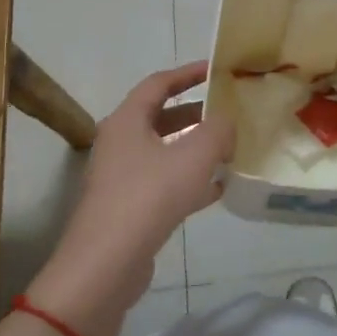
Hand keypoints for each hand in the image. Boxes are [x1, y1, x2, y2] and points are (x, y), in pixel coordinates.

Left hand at [28, 63, 234, 335]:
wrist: (106, 265)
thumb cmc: (149, 197)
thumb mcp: (194, 156)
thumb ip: (218, 131)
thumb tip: (228, 119)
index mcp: (127, 121)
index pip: (159, 84)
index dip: (188, 73)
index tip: (217, 70)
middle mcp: (120, 143)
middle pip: (162, 118)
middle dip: (197, 114)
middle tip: (229, 112)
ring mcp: (121, 177)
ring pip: (164, 152)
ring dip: (196, 149)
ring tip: (230, 150)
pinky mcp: (128, 208)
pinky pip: (164, 183)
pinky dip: (189, 180)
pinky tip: (218, 189)